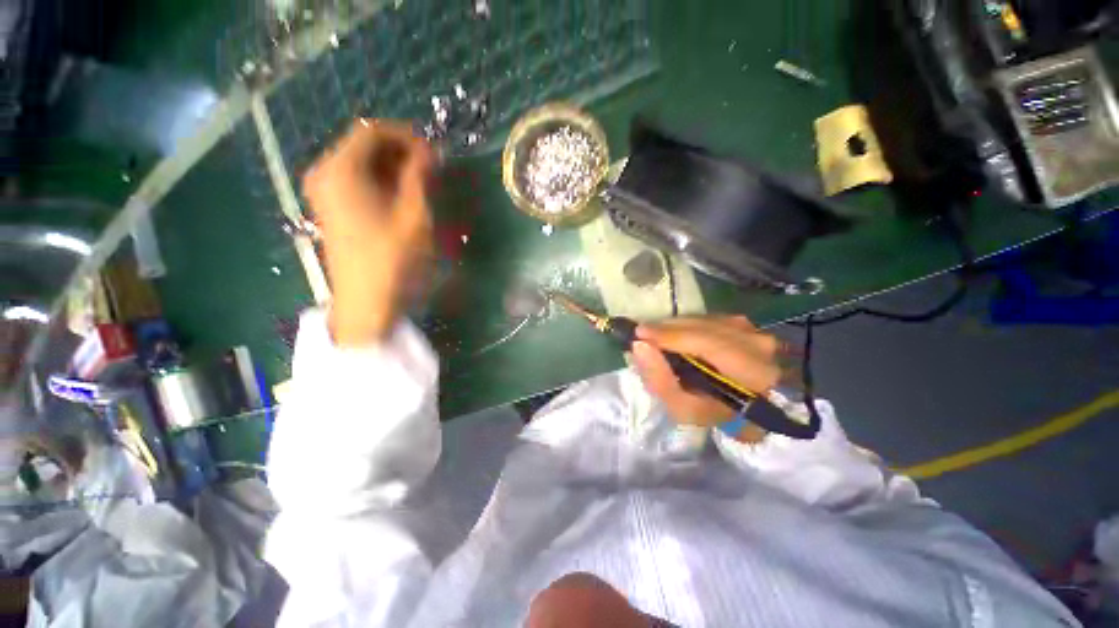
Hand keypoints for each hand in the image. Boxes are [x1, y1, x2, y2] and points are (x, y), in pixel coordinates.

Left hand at [303, 120, 434, 345]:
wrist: (366, 300)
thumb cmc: (392, 257)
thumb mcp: (414, 214)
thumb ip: (420, 176)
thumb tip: (431, 150)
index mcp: (342, 169)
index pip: (373, 131)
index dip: (406, 136)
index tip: (434, 153)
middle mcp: (325, 173)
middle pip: (364, 145)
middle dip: (401, 152)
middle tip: (432, 170)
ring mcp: (324, 191)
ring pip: (362, 163)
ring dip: (393, 168)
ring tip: (422, 185)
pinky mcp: (330, 207)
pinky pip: (356, 180)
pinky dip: (381, 181)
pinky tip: (402, 198)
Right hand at [631, 316, 783, 435]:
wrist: (744, 407)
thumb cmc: (713, 412)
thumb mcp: (683, 409)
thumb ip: (660, 380)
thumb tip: (639, 346)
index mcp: (751, 373)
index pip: (707, 343)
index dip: (671, 335)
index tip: (640, 334)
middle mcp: (757, 345)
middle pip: (703, 326)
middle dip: (668, 328)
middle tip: (643, 334)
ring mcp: (753, 330)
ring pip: (704, 320)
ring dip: (676, 326)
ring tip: (657, 336)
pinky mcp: (745, 324)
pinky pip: (707, 318)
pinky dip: (687, 325)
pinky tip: (676, 335)